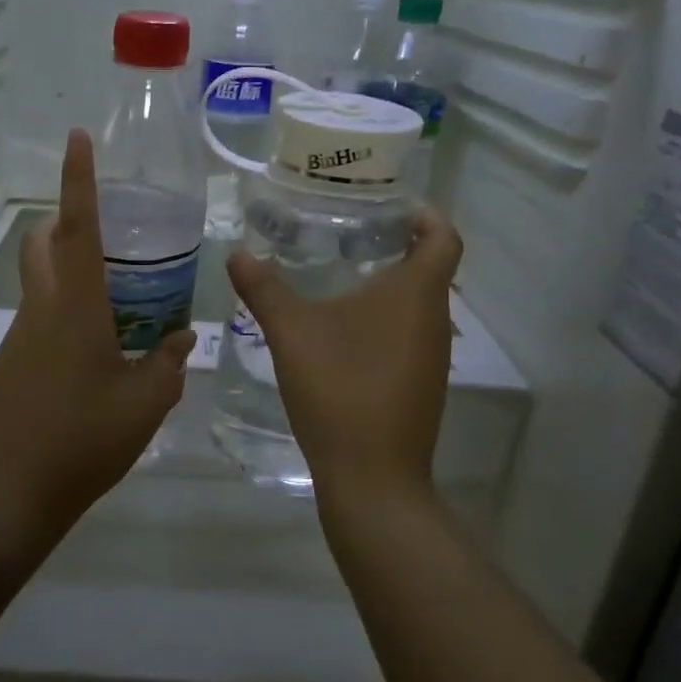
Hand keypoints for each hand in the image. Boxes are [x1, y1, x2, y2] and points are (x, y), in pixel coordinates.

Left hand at [0, 131, 196, 539]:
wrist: (15, 491)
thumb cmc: (85, 441)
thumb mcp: (145, 404)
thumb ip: (168, 364)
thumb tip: (181, 337)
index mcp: (75, 308)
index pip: (77, 228)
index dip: (78, 180)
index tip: (77, 137)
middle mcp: (41, 309)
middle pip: (43, 242)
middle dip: (65, 219)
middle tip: (106, 230)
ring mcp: (20, 335)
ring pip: (39, 280)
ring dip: (67, 270)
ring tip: (116, 300)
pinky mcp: (11, 361)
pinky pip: (39, 317)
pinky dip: (63, 310)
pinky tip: (94, 351)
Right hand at [228, 207, 462, 507]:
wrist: (371, 477)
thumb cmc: (339, 390)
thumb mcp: (291, 333)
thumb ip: (264, 289)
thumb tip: (237, 253)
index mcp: (416, 294)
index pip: (443, 236)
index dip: (424, 214)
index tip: (389, 204)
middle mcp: (435, 320)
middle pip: (430, 267)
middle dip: (395, 244)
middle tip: (347, 232)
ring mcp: (432, 356)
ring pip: (417, 304)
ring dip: (388, 284)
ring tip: (339, 274)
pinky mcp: (421, 384)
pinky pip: (408, 334)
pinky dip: (384, 319)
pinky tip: (342, 331)